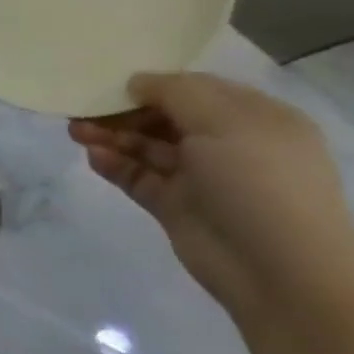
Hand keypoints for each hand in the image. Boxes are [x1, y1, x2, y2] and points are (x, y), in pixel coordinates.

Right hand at [69, 73, 353, 322]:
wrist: (279, 271)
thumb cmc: (259, 182)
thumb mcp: (224, 121)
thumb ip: (175, 92)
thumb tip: (136, 82)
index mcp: (255, 119)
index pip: (196, 90)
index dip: (154, 83)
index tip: (111, 82)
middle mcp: (229, 145)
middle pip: (165, 118)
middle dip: (124, 111)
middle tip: (82, 109)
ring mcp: (201, 178)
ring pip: (146, 147)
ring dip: (112, 136)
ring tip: (75, 131)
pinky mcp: (175, 206)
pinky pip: (138, 177)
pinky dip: (114, 165)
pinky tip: (94, 158)